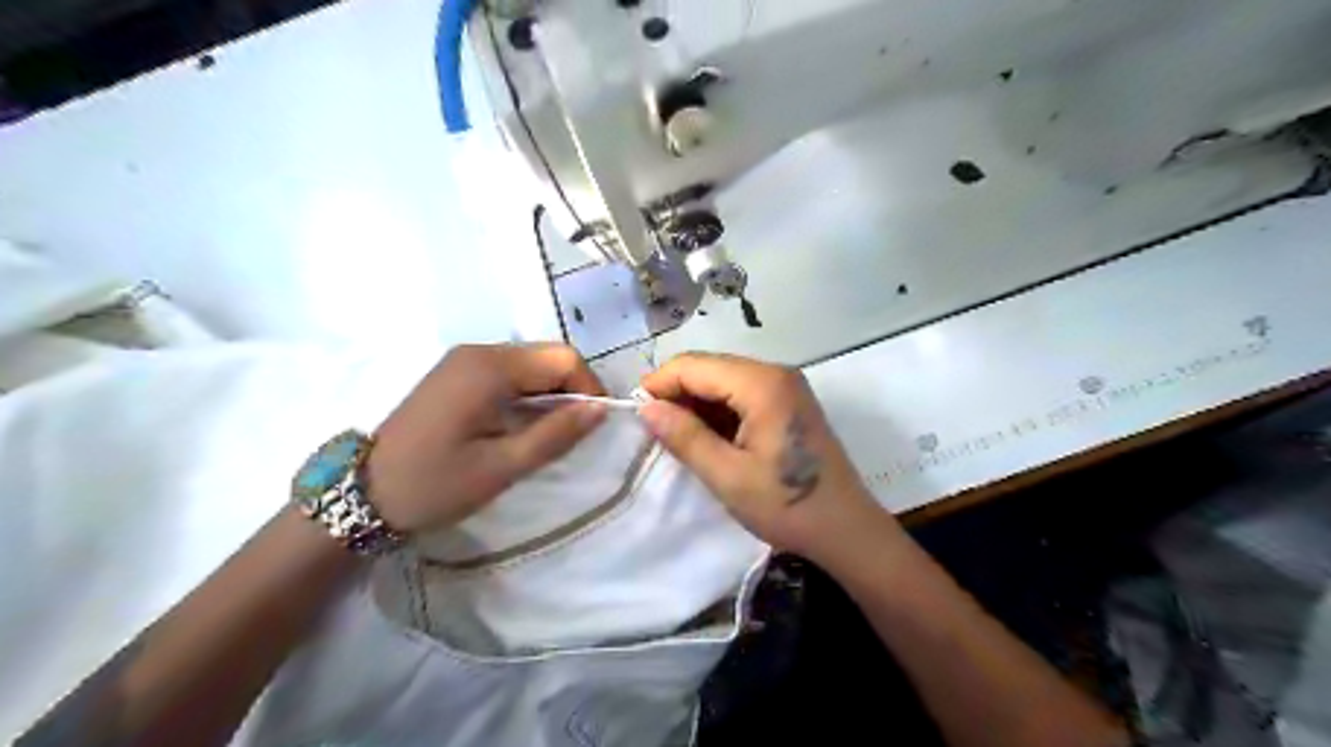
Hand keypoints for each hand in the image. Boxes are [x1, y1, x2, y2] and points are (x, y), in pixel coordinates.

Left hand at [368, 343, 605, 537]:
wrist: (361, 494)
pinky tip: (520, 426)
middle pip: (548, 357)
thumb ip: (555, 435)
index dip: (589, 389)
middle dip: (571, 391)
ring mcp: (464, 360)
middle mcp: (479, 352)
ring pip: (531, 364)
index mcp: (490, 368)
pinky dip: (527, 395)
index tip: (592, 427)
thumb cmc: (434, 484)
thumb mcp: (502, 467)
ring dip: (550, 394)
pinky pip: (509, 373)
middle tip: (571, 435)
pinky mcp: (457, 373)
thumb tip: (601, 410)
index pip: (564, 359)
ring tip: (547, 435)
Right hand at [640, 354, 897, 564]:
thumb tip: (645, 408)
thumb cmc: (787, 506)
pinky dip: (719, 410)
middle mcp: (775, 373)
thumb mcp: (728, 476)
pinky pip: (742, 393)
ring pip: (724, 380)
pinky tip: (707, 437)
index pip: (695, 365)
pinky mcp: (789, 402)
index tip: (635, 413)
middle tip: (654, 430)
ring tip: (677, 437)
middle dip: (677, 393)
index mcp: (762, 384)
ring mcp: (785, 386)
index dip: (660, 384)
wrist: (846, 530)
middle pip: (710, 367)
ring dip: (696, 403)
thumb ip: (684, 437)